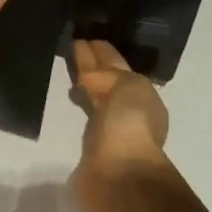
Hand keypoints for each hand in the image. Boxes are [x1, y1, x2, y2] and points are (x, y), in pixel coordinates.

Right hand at [71, 39, 171, 211]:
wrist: (120, 175)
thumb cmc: (130, 124)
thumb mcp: (129, 85)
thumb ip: (109, 75)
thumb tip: (87, 81)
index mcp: (142, 94)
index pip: (118, 65)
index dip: (103, 51)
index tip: (85, 36)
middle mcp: (128, 109)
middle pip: (107, 78)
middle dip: (92, 62)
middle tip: (72, 43)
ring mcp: (110, 127)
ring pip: (95, 94)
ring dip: (84, 80)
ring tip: (68, 65)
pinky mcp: (91, 145)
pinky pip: (85, 112)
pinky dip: (79, 100)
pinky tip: (70, 92)